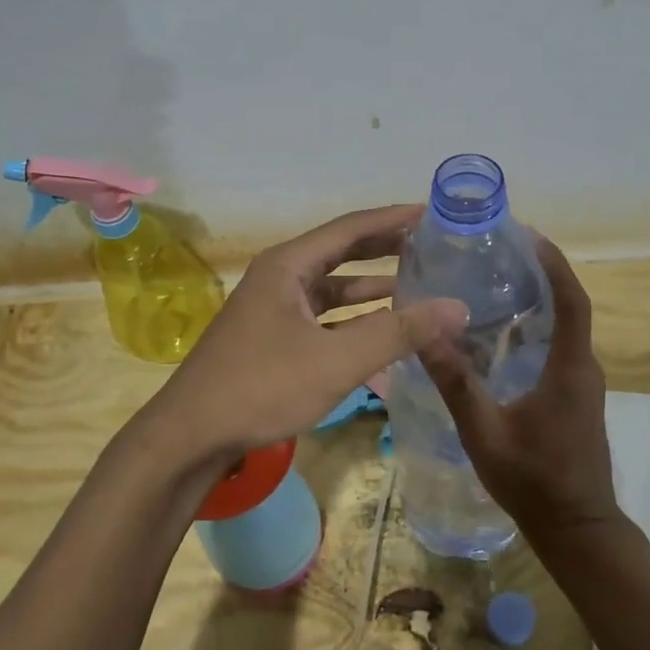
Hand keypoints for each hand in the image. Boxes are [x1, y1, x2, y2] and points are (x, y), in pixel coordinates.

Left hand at [131, 204, 466, 470]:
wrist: (191, 436)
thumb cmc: (261, 388)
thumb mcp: (337, 360)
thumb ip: (398, 332)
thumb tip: (458, 307)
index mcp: (288, 265)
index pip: (351, 228)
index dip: (394, 219)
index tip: (434, 213)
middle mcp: (280, 277)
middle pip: (342, 252)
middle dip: (386, 248)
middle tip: (432, 245)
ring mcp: (274, 308)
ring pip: (333, 288)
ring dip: (372, 287)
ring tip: (419, 286)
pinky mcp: (273, 338)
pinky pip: (324, 317)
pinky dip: (354, 320)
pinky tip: (383, 331)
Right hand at [417, 237, 618, 544]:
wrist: (576, 529)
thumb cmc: (533, 481)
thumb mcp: (485, 433)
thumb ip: (457, 384)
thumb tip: (426, 333)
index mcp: (570, 368)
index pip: (572, 300)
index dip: (554, 264)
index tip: (527, 236)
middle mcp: (584, 367)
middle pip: (569, 305)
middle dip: (540, 273)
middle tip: (496, 254)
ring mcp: (583, 383)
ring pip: (564, 327)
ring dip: (538, 299)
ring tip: (493, 282)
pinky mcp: (576, 396)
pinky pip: (559, 347)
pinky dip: (536, 327)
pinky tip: (500, 333)